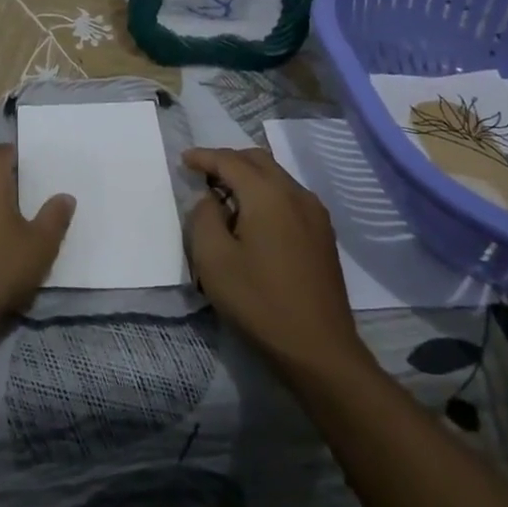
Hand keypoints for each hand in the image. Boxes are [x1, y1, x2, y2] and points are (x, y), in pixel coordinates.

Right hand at [183, 147, 366, 377]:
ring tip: (226, 196)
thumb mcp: (213, 259)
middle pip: (258, 160)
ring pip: (277, 177)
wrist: (319, 349)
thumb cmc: (259, 301)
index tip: (184, 160)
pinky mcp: (323, 234)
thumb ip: (204, 217)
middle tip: (203, 174)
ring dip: (249, 177)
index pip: (230, 161)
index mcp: (267, 194)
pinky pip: (289, 196)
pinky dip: (266, 193)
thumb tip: (211, 200)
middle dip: (228, 160)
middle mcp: (295, 194)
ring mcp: (315, 214)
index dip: (204, 157)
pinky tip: (255, 218)